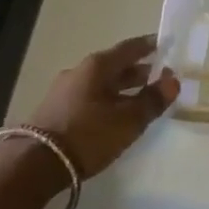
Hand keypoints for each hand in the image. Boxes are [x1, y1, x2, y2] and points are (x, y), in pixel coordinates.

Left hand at [26, 36, 178, 178]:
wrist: (34, 164)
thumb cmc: (88, 135)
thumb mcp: (128, 120)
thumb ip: (153, 100)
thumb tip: (173, 80)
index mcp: (98, 66)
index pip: (130, 48)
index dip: (149, 46)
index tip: (165, 44)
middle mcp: (80, 71)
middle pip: (114, 65)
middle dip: (138, 70)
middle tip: (159, 75)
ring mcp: (64, 90)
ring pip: (101, 83)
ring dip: (121, 87)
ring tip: (140, 97)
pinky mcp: (56, 110)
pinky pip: (89, 96)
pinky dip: (107, 99)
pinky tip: (114, 114)